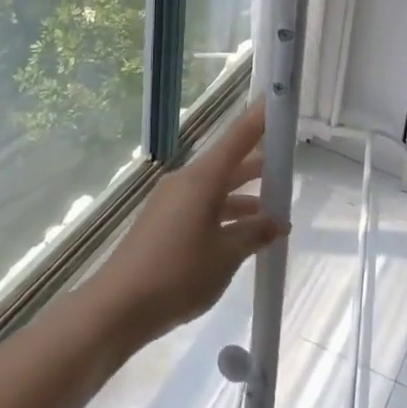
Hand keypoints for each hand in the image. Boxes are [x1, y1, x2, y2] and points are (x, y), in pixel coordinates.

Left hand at [87, 105, 281, 345]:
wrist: (118, 308)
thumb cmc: (178, 275)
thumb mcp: (225, 256)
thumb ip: (254, 234)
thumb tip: (277, 221)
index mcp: (202, 179)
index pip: (238, 137)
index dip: (259, 118)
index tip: (277, 99)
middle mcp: (186, 181)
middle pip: (228, 162)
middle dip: (258, 161)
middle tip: (288, 159)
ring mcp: (172, 202)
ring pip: (216, 187)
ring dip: (244, 195)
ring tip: (275, 207)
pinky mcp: (164, 223)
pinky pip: (203, 206)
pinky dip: (225, 213)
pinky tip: (243, 235)